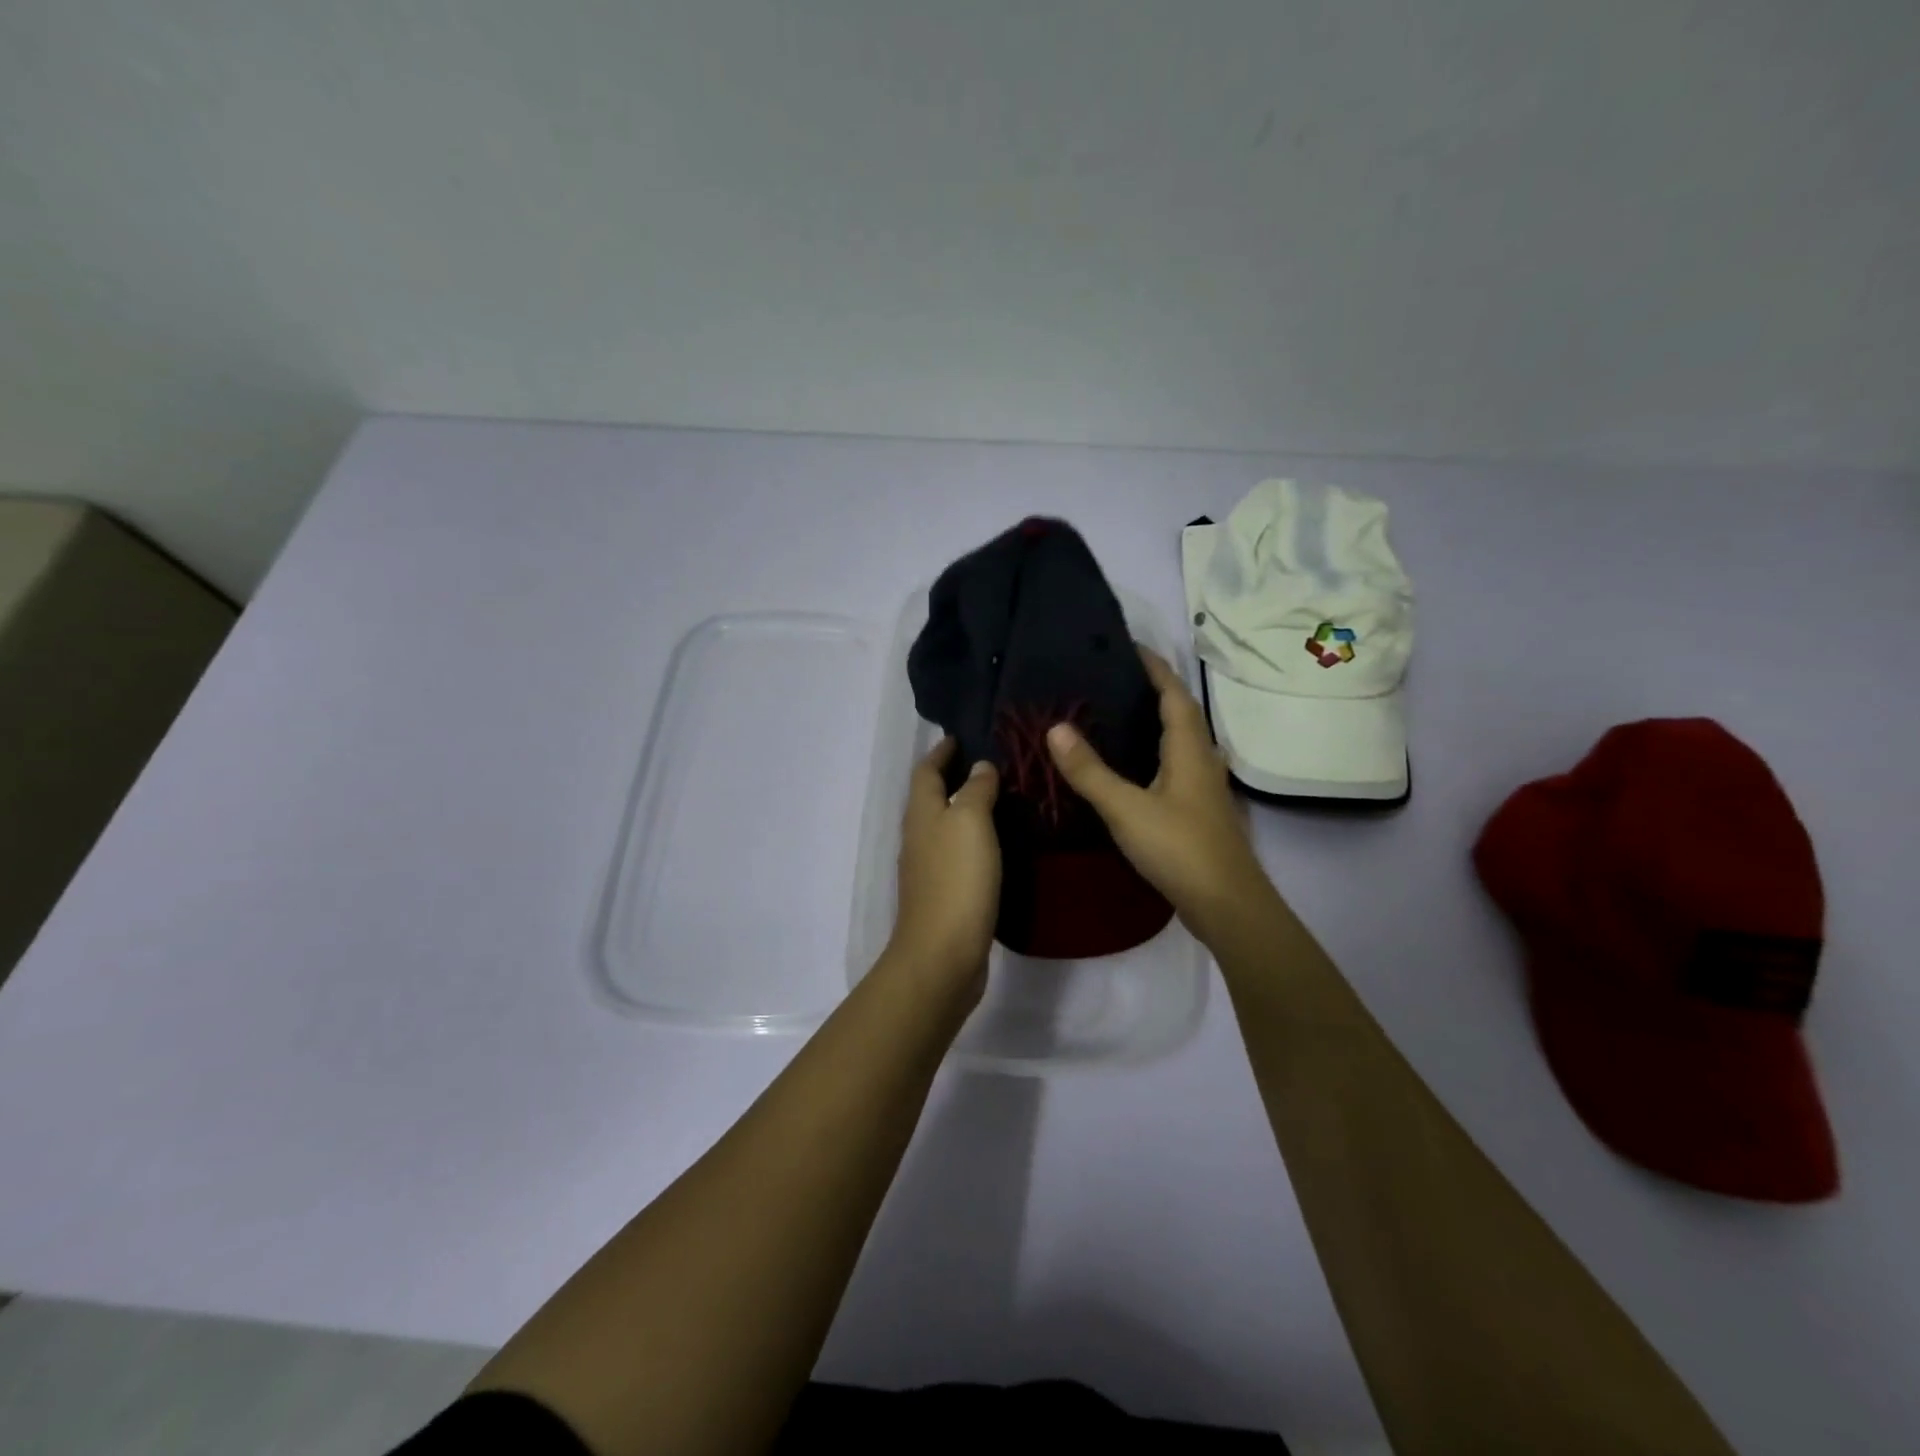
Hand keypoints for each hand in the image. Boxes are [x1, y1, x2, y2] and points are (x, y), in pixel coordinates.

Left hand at [886, 737, 1000, 992]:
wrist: (943, 954)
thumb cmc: (957, 879)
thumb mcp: (970, 822)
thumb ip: (975, 790)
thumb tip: (979, 766)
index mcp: (921, 813)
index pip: (925, 771)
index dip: (941, 752)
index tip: (960, 737)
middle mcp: (919, 837)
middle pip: (930, 797)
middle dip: (952, 778)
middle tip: (989, 765)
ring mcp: (928, 869)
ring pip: (943, 826)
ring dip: (963, 809)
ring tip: (999, 799)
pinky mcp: (943, 895)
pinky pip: (956, 854)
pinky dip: (972, 840)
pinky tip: (996, 844)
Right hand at [1046, 646, 1273, 938]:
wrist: (1226, 905)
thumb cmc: (1179, 848)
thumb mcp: (1126, 808)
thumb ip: (1090, 770)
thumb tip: (1056, 728)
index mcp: (1189, 749)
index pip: (1174, 694)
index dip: (1155, 668)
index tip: (1129, 647)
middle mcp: (1202, 761)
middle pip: (1180, 714)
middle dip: (1153, 691)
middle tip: (1112, 680)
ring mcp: (1204, 789)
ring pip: (1179, 743)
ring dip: (1154, 724)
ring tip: (1116, 716)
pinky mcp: (1199, 813)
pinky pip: (1175, 768)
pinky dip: (1154, 755)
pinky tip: (1131, 769)